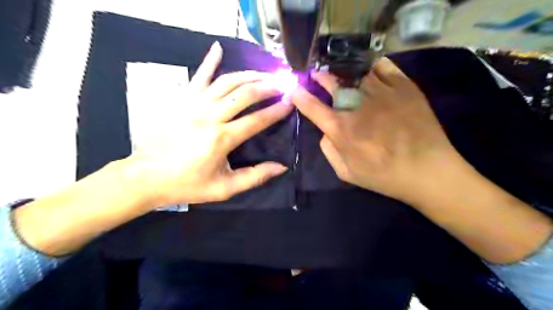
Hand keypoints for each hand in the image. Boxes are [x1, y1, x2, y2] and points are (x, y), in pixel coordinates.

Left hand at [123, 39, 290, 204]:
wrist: (147, 176)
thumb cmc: (188, 184)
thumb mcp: (224, 188)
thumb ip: (254, 177)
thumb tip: (281, 167)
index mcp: (222, 138)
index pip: (257, 120)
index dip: (276, 111)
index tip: (291, 103)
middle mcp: (210, 116)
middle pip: (245, 94)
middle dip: (267, 87)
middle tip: (282, 84)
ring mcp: (194, 104)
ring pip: (227, 82)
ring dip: (249, 75)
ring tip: (265, 74)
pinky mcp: (182, 99)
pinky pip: (198, 76)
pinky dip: (209, 61)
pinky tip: (218, 48)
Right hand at [291, 57, 462, 203]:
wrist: (428, 170)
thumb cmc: (384, 176)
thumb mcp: (346, 173)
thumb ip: (328, 150)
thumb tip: (324, 131)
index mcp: (341, 128)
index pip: (312, 107)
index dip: (299, 96)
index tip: (294, 89)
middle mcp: (357, 105)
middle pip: (332, 83)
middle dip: (320, 77)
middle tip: (316, 74)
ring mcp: (382, 91)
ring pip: (355, 72)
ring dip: (343, 71)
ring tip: (340, 70)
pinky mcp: (404, 86)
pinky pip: (383, 66)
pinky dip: (371, 65)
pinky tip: (368, 70)